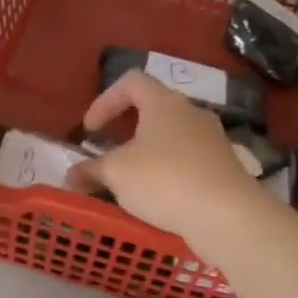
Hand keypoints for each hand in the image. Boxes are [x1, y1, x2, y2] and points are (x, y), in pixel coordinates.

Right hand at [66, 71, 266, 255]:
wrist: (226, 214)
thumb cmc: (164, 180)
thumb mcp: (116, 174)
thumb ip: (90, 171)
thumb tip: (71, 176)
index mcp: (164, 103)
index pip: (131, 82)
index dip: (105, 101)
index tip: (90, 131)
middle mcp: (192, 113)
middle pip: (154, 110)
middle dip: (127, 131)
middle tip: (109, 155)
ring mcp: (213, 140)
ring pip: (172, 140)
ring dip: (148, 156)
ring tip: (131, 184)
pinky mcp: (224, 168)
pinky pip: (188, 164)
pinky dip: (169, 175)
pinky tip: (159, 201)